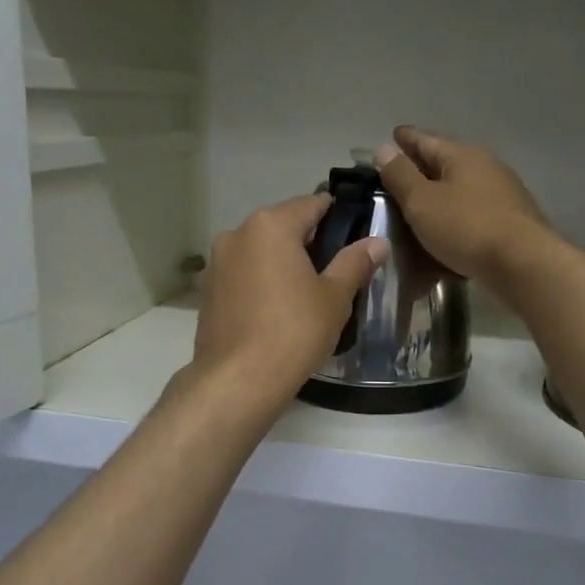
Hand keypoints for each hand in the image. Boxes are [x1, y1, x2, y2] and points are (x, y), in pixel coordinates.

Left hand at [190, 194, 387, 402]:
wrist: (237, 380)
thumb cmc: (293, 332)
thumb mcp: (335, 297)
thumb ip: (355, 262)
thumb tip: (377, 241)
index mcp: (270, 225)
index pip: (313, 204)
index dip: (339, 216)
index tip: (357, 235)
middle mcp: (237, 234)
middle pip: (283, 225)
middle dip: (310, 242)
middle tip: (336, 271)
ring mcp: (216, 262)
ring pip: (260, 251)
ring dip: (283, 262)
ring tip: (307, 293)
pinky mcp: (207, 291)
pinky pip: (243, 274)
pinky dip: (261, 282)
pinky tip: (277, 310)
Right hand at [375, 127, 552, 283]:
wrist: (523, 264)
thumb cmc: (466, 227)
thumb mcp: (422, 201)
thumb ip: (401, 175)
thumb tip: (385, 149)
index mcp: (463, 155)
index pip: (426, 140)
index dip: (406, 139)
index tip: (392, 135)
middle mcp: (485, 168)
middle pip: (444, 164)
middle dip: (420, 169)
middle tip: (396, 176)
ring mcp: (500, 195)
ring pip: (458, 192)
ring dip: (437, 198)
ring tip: (414, 208)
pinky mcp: (507, 223)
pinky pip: (469, 217)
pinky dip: (451, 221)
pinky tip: (441, 235)